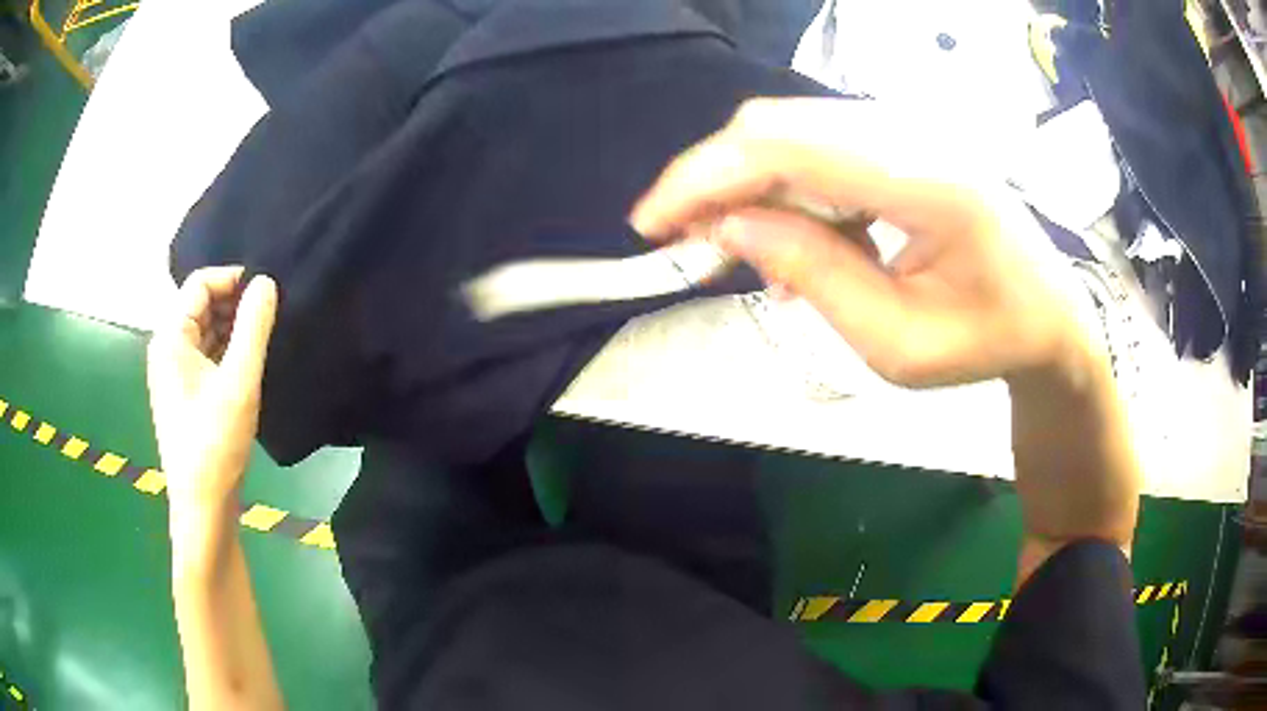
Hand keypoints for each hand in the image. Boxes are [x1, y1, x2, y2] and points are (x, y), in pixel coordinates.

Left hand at [147, 267, 277, 513]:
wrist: (203, 506)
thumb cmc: (215, 443)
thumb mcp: (239, 381)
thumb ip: (253, 326)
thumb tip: (266, 282)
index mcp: (170, 337)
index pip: (200, 284)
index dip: (233, 279)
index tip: (267, 292)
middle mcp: (166, 348)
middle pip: (201, 305)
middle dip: (235, 304)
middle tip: (271, 316)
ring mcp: (174, 373)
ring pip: (205, 331)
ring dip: (233, 328)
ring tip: (265, 339)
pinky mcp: (184, 393)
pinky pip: (205, 355)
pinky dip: (227, 351)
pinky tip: (249, 364)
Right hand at [631, 98, 1090, 387]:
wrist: (1050, 311)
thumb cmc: (987, 340)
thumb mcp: (897, 344)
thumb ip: (814, 278)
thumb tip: (731, 224)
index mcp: (930, 181)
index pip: (788, 146)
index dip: (704, 176)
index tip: (651, 225)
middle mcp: (916, 131)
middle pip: (778, 125)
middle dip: (713, 180)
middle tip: (685, 244)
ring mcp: (910, 125)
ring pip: (791, 130)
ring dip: (748, 185)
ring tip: (739, 251)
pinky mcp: (903, 135)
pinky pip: (819, 144)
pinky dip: (784, 186)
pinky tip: (793, 238)